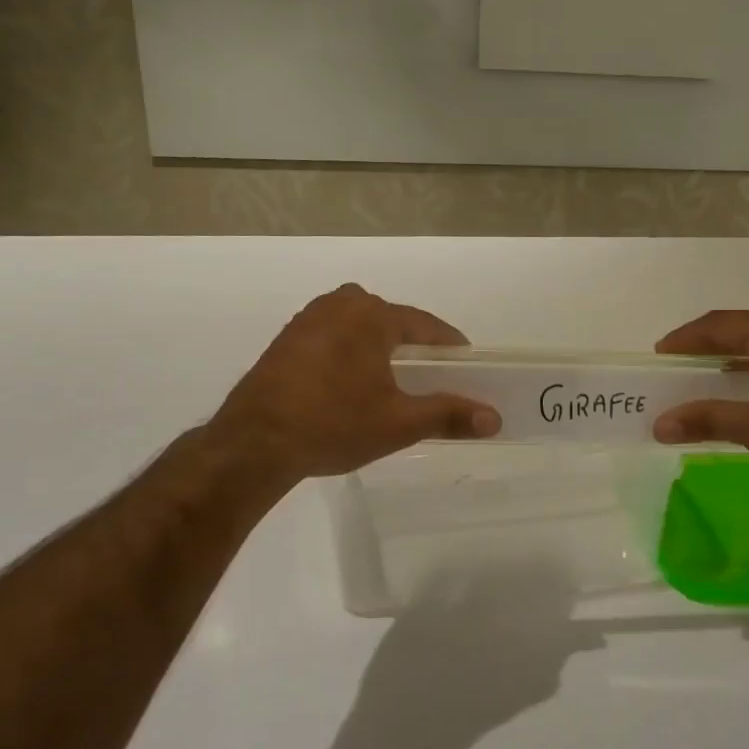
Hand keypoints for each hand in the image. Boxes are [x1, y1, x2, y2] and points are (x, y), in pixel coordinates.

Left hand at [206, 284, 498, 484]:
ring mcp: (308, 319)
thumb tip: (495, 419)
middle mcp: (340, 304)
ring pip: (360, 329)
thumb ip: (449, 414)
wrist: (254, 444)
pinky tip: (352, 386)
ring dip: (380, 350)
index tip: (467, 366)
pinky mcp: (286, 340)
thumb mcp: (399, 423)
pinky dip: (351, 355)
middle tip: (431, 379)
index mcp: (371, 315)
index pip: (425, 325)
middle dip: (414, 348)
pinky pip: (334, 338)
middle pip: (392, 323)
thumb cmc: (334, 424)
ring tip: (394, 384)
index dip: (450, 347)